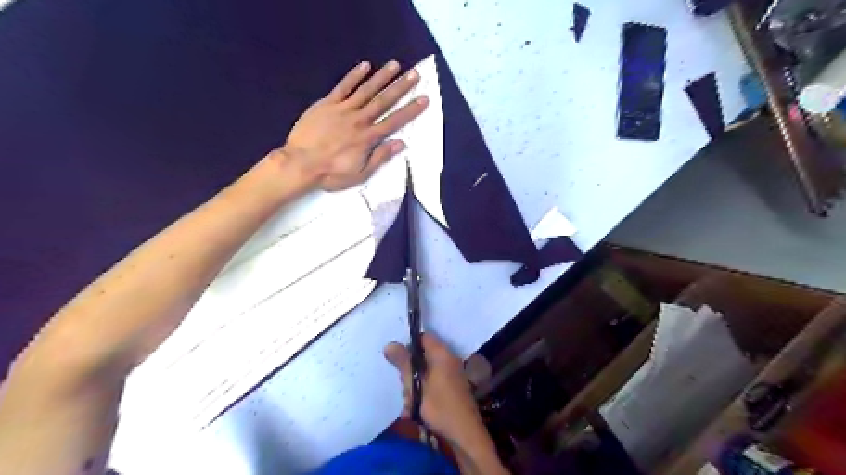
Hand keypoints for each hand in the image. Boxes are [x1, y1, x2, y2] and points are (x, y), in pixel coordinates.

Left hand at [279, 60, 429, 189]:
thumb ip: (380, 157)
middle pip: (383, 101)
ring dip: (381, 77)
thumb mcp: (360, 173)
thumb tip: (400, 143)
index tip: (423, 99)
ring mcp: (343, 109)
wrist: (300, 164)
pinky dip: (354, 76)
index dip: (410, 110)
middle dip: (401, 87)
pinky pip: (343, 87)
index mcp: (368, 138)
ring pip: (366, 90)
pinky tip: (365, 66)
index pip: (394, 121)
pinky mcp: (327, 104)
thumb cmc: (331, 173)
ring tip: (395, 65)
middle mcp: (359, 120)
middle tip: (414, 74)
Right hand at [384, 334, 489, 448]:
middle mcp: (449, 360)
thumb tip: (389, 344)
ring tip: (409, 403)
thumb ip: (404, 364)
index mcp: (442, 354)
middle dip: (410, 370)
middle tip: (403, 386)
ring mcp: (452, 375)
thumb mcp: (416, 385)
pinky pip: (432, 383)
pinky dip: (423, 393)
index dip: (409, 344)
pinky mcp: (452, 389)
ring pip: (426, 372)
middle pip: (423, 355)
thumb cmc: (440, 407)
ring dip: (414, 385)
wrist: (465, 435)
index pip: (424, 337)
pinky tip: (415, 409)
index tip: (397, 357)